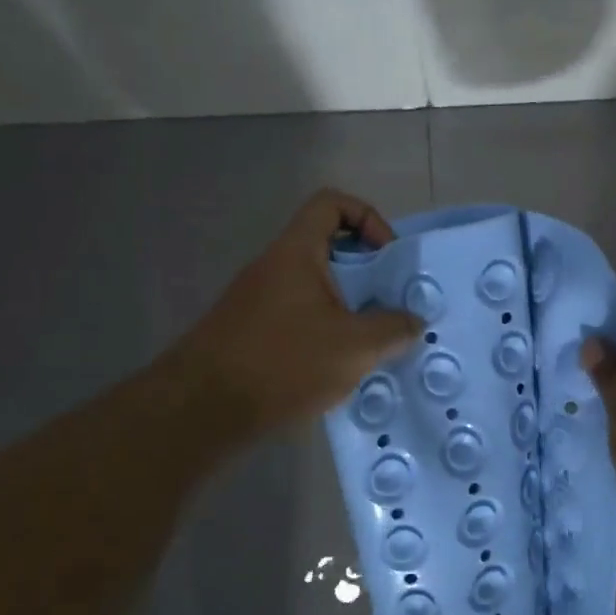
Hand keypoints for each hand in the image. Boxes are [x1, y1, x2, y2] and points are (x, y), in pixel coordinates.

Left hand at [172, 190, 422, 442]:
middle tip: (390, 306)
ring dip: (348, 308)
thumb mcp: (354, 347)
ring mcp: (259, 300)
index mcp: (296, 252)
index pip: (332, 204)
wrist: (202, 410)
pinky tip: (339, 368)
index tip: (387, 258)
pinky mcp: (252, 332)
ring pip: (315, 287)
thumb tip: (413, 322)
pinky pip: (299, 316)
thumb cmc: (282, 363)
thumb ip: (393, 329)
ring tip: (371, 344)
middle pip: (328, 248)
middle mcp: (274, 267)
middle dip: (366, 273)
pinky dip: (325, 332)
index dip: (368, 218)